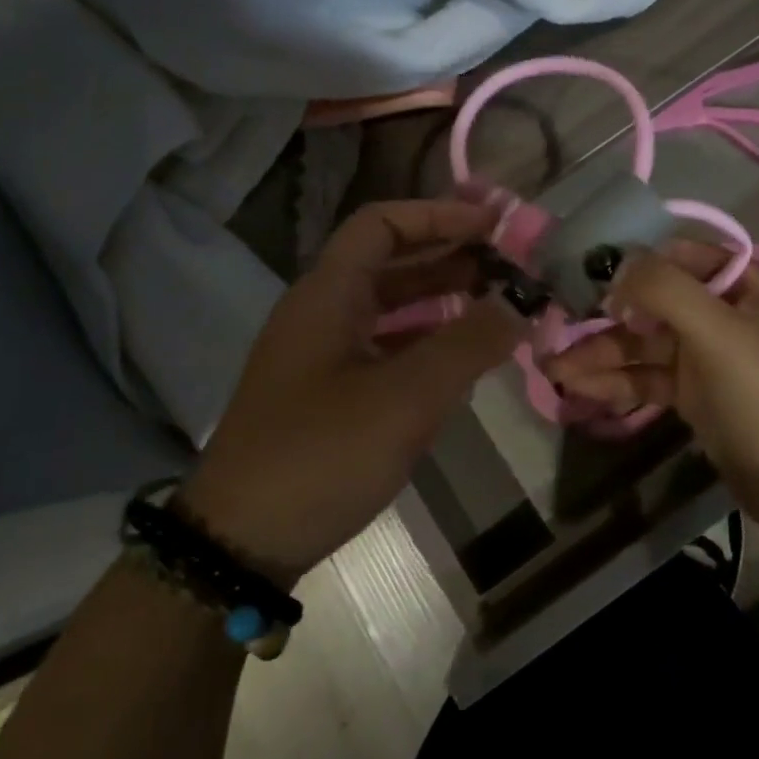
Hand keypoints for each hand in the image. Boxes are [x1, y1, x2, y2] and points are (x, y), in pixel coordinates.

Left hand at [176, 200, 527, 585]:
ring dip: (440, 300)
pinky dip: (423, 342)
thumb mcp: (405, 397)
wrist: (239, 544)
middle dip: (448, 257)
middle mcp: (320, 312)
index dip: (438, 215)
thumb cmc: (321, 454)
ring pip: (388, 308)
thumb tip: (519, 304)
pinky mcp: (325, 394)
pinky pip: (382, 348)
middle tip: (507, 267)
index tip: (492, 226)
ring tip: (495, 307)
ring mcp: (319, 355)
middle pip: (389, 263)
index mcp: (327, 293)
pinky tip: (460, 361)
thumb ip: (468, 344)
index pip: (382, 224)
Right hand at [544, 242, 758, 539]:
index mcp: (744, 286)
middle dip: (605, 317)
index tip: (585, 272)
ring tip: (550, 367)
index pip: (680, 256)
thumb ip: (665, 291)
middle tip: (556, 324)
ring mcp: (706, 356)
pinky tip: (576, 388)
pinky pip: (646, 377)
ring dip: (600, 354)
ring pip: (643, 345)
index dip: (634, 261)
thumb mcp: (720, 334)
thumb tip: (616, 263)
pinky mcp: (692, 393)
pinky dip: (614, 382)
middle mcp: (724, 313)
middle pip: (653, 303)